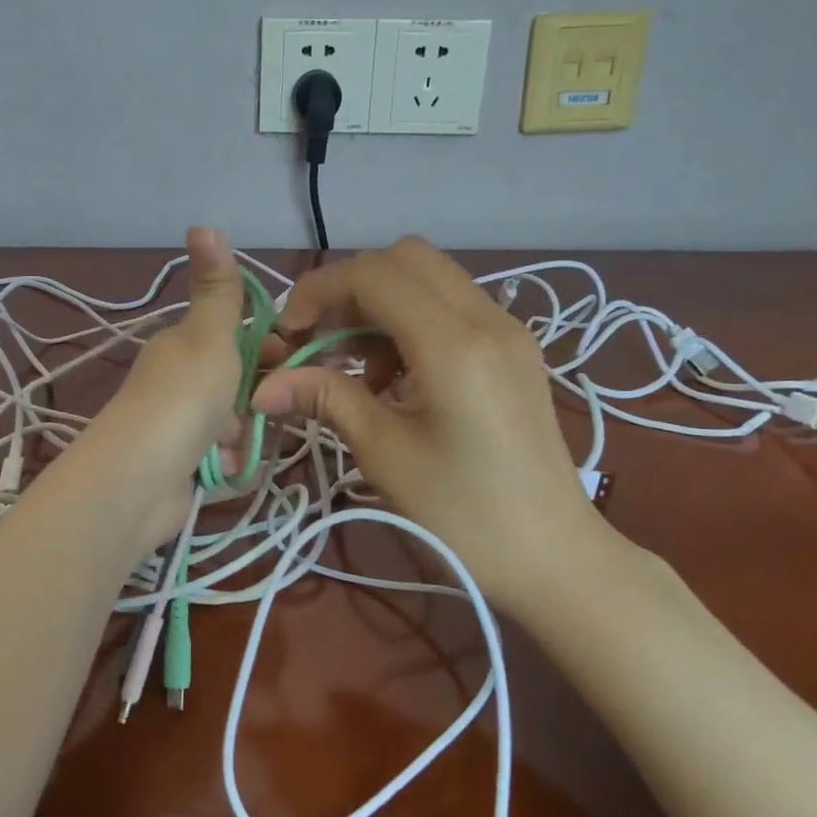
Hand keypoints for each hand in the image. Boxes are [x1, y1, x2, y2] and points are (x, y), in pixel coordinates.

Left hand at [90, 226, 246, 544]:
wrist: (137, 482)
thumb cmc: (182, 400)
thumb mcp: (208, 336)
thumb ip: (216, 288)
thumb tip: (202, 221)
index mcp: (184, 346)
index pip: (241, 339)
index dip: (273, 349)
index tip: (298, 363)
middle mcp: (181, 382)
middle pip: (244, 384)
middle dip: (261, 399)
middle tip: (266, 410)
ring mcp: (182, 427)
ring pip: (239, 426)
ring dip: (246, 437)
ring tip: (235, 446)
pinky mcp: (185, 467)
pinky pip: (227, 461)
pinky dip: (231, 466)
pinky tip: (225, 470)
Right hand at [249, 237, 636, 620]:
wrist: (553, 558)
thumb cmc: (462, 517)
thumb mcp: (383, 453)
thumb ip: (325, 399)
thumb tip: (263, 386)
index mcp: (454, 344)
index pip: (374, 275)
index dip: (319, 291)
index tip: (290, 334)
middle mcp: (488, 319)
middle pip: (405, 258)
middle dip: (351, 288)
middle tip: (322, 340)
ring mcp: (509, 331)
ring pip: (431, 279)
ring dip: (381, 305)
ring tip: (357, 368)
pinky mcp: (516, 350)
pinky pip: (454, 307)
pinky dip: (412, 322)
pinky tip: (397, 378)